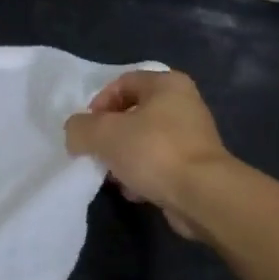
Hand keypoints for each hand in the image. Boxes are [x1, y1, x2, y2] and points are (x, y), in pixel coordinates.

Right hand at [63, 69, 232, 239]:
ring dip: (123, 158)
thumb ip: (79, 128)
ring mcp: (193, 137)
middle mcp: (184, 104)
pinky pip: (159, 164)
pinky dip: (143, 175)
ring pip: (144, 141)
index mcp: (167, 84)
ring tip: (113, 176)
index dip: (98, 104)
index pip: (121, 83)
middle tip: (96, 152)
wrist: (202, 196)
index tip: (87, 129)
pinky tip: (134, 191)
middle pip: (132, 114)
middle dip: (109, 135)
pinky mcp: (196, 167)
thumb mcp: (102, 133)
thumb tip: (76, 134)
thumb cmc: (153, 151)